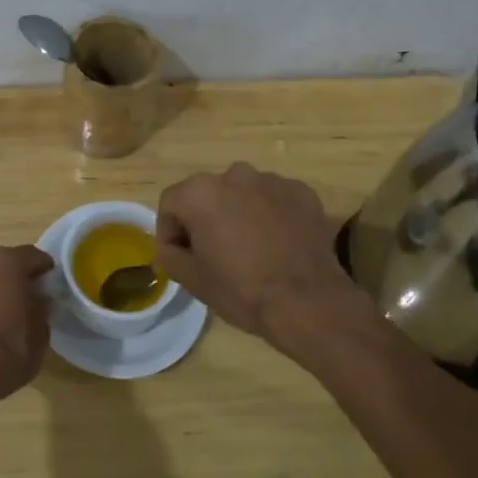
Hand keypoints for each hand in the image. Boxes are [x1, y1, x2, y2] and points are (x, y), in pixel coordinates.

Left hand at [0, 244, 54, 412]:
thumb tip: (40, 298)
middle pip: (9, 261)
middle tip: (33, 297)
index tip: (52, 285)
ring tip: (11, 309)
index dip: (46, 270)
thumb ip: (42, 308)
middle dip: (21, 275)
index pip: (34, 256)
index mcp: (7, 262)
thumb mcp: (40, 334)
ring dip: (0, 284)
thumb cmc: (7, 353)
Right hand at [156, 163, 371, 355]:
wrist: (308, 302)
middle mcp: (234, 175)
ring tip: (251, 248)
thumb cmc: (241, 290)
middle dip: (206, 218)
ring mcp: (272, 180)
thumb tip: (169, 247)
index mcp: (201, 193)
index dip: (170, 231)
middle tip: (214, 253)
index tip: (180, 256)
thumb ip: (170, 256)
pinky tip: (279, 244)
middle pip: (208, 194)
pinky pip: (275, 199)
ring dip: (240, 213)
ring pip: (243, 194)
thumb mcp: (193, 280)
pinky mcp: (302, 191)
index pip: (171, 203)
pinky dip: (272, 215)